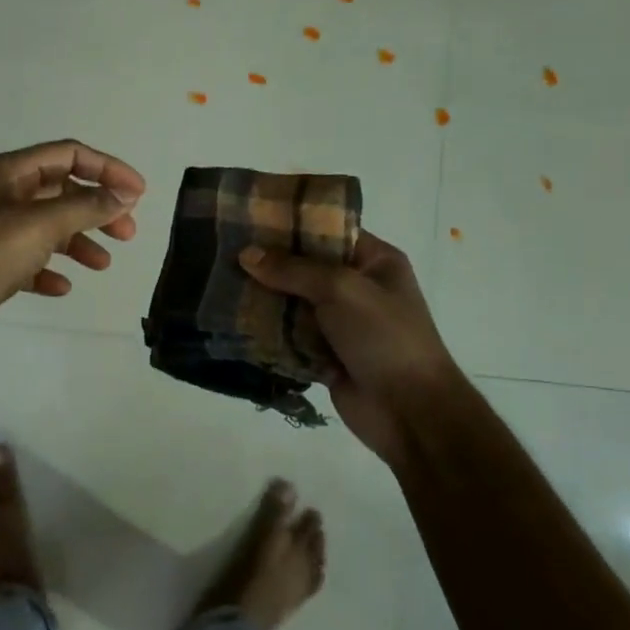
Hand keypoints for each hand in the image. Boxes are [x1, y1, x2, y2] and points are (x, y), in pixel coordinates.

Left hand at [0, 140, 145, 364]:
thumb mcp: (39, 226)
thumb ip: (85, 207)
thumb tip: (123, 194)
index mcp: (11, 173)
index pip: (69, 154)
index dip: (108, 169)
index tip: (139, 194)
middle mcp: (2, 194)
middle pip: (62, 190)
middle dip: (97, 208)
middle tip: (127, 233)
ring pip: (48, 227)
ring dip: (78, 240)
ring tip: (102, 265)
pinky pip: (28, 260)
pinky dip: (49, 269)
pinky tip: (61, 287)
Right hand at [239, 232, 458, 467]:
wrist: (410, 412)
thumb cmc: (384, 337)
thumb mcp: (341, 289)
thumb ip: (293, 270)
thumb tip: (246, 254)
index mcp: (374, 261)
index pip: (328, 231)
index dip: (291, 224)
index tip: (250, 218)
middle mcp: (357, 287)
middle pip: (304, 268)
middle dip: (268, 263)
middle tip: (224, 250)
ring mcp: (340, 323)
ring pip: (292, 303)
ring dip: (262, 299)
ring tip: (219, 282)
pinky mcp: (324, 355)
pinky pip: (289, 336)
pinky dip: (266, 332)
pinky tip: (232, 319)